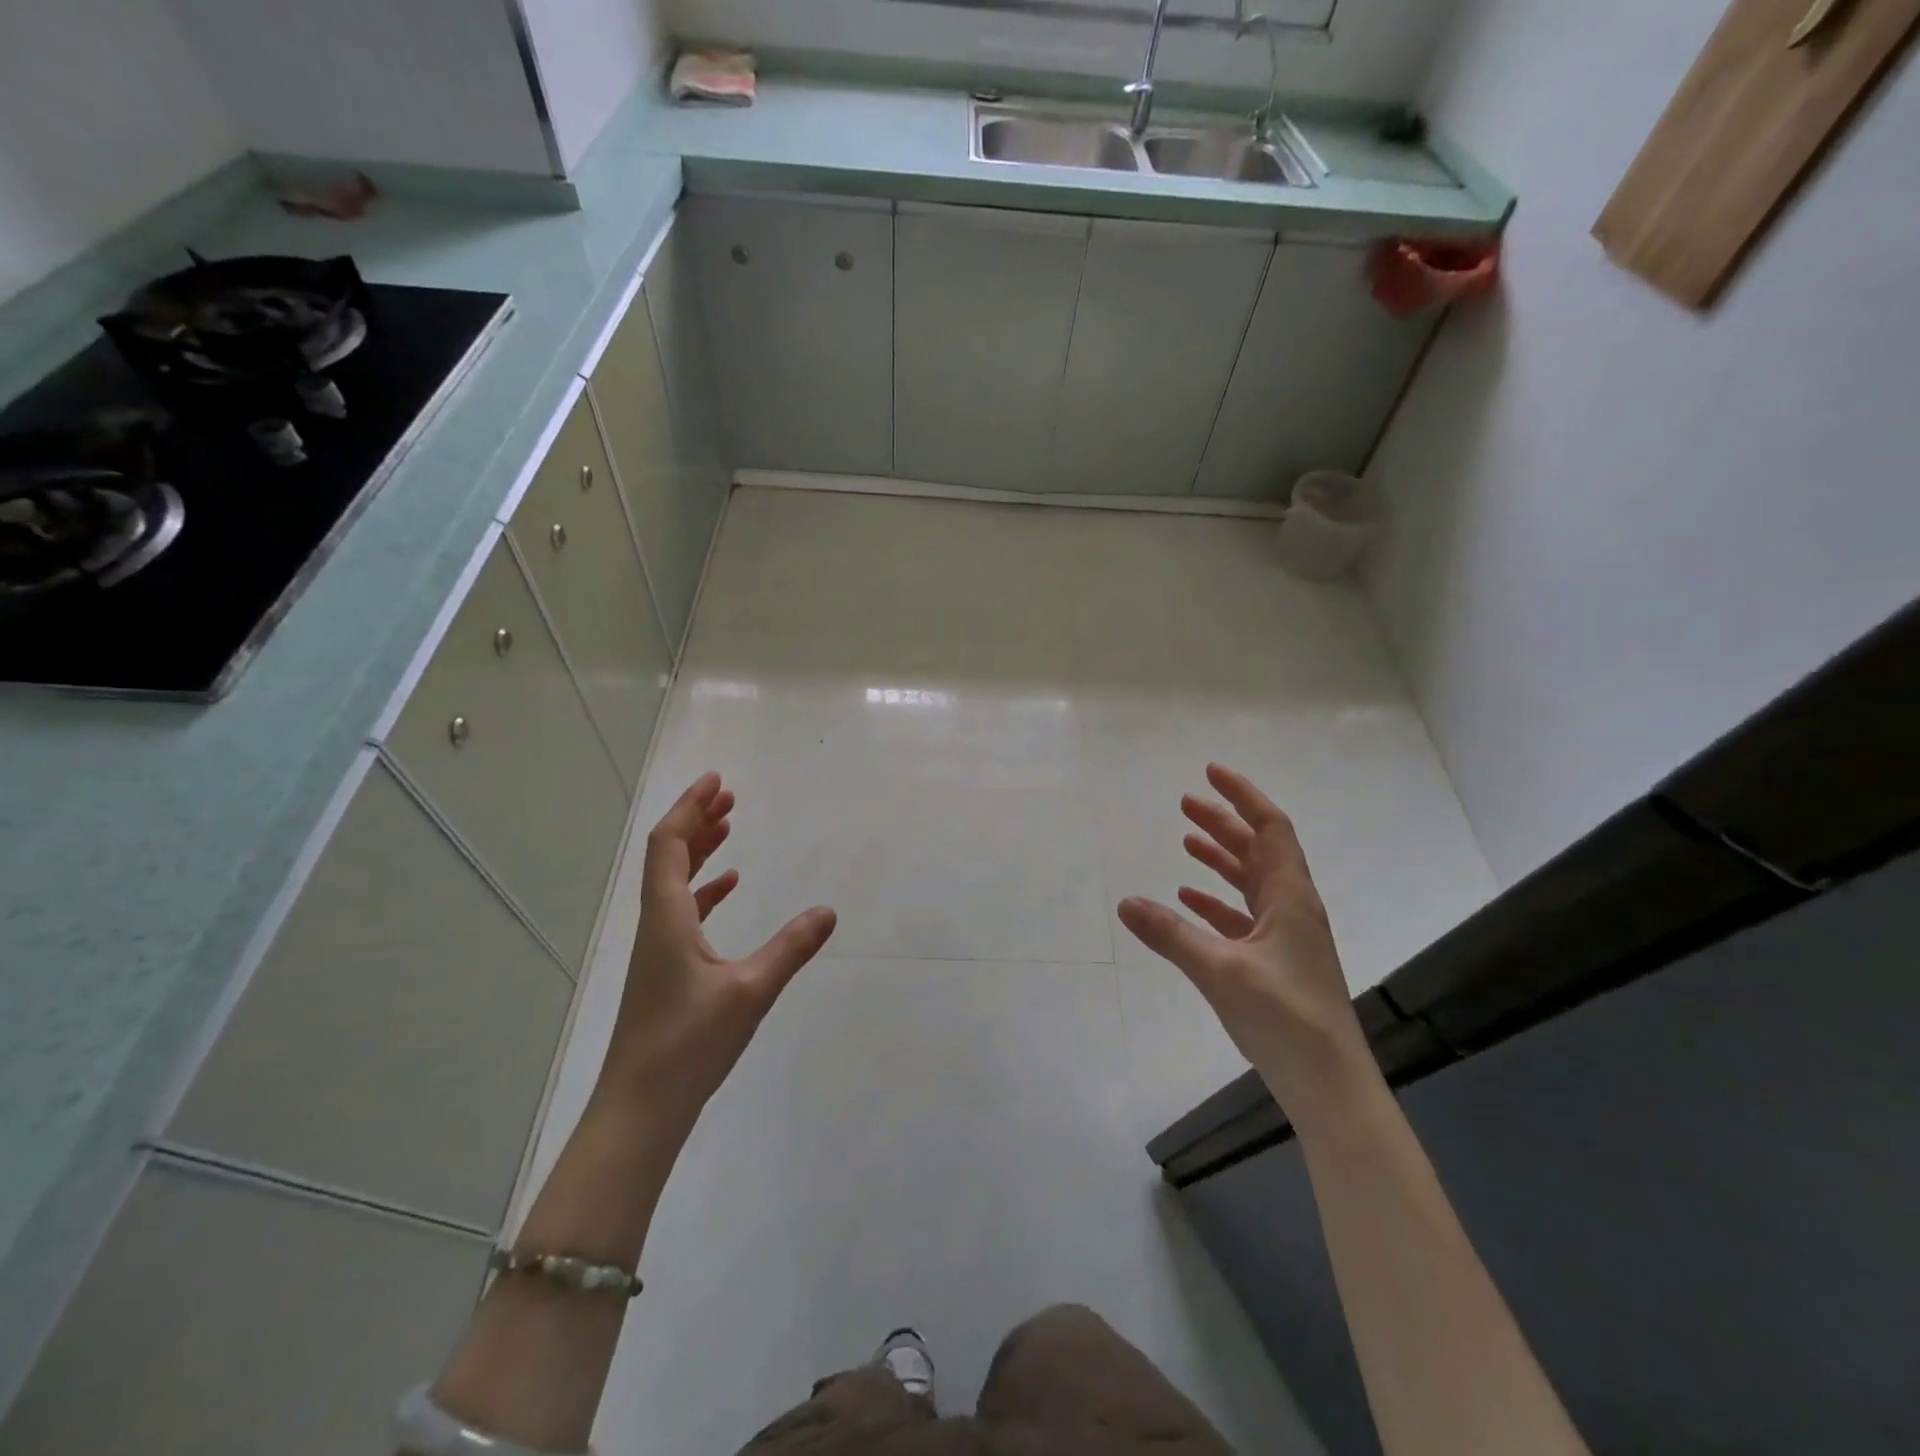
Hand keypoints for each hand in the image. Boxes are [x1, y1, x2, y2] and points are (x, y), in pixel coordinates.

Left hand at [597, 773, 836, 1136]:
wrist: (640, 1110)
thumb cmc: (689, 1046)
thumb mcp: (750, 992)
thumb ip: (791, 948)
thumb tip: (828, 912)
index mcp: (667, 918)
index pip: (670, 844)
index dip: (690, 808)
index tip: (716, 781)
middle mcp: (656, 924)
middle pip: (669, 856)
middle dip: (697, 821)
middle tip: (729, 797)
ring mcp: (658, 949)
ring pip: (675, 883)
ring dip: (700, 852)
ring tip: (729, 829)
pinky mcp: (665, 971)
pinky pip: (683, 912)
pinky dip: (705, 891)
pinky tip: (729, 890)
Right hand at [1118, 764, 1368, 1114]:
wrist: (1330, 1084)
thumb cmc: (1284, 1018)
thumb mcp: (1220, 971)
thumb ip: (1171, 935)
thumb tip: (1124, 902)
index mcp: (1290, 898)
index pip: (1270, 828)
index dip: (1243, 796)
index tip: (1211, 772)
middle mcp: (1292, 908)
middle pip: (1258, 850)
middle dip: (1224, 822)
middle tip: (1186, 803)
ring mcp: (1286, 937)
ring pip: (1251, 882)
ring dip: (1221, 859)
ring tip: (1186, 842)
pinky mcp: (1276, 963)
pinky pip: (1244, 917)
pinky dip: (1217, 902)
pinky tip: (1190, 901)